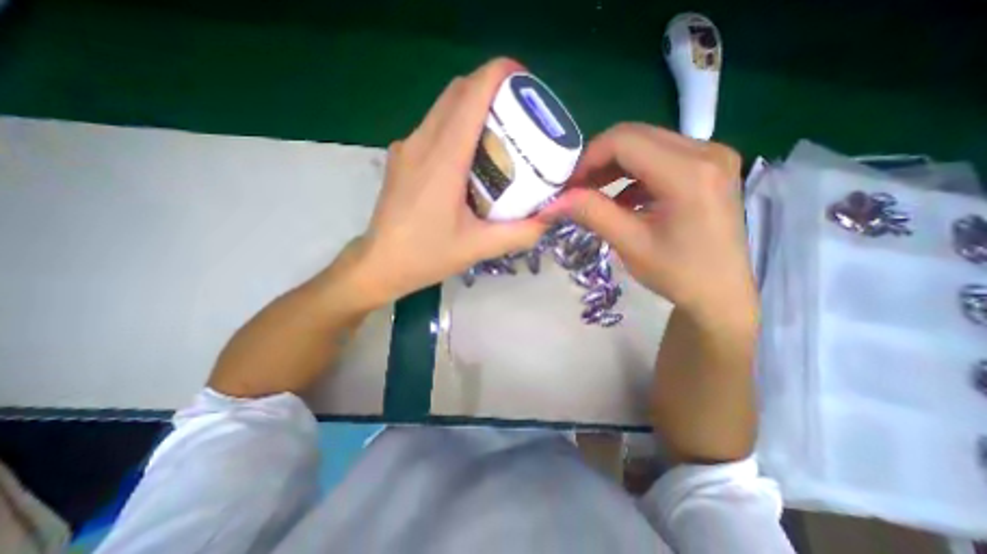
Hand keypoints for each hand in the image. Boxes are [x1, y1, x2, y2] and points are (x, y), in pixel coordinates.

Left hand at [346, 59, 547, 309]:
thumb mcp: (479, 248)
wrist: (380, 264)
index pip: (471, 95)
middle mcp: (421, 142)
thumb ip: (520, 233)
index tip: (525, 82)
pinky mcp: (401, 158)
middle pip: (457, 92)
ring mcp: (406, 148)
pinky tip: (469, 155)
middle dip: (490, 89)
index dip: (499, 75)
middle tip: (519, 113)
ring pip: (443, 107)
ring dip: (472, 107)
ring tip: (498, 133)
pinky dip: (456, 125)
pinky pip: (432, 126)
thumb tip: (548, 218)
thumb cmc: (427, 255)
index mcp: (443, 159)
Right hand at [548, 122, 756, 323]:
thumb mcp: (629, 243)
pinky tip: (621, 199)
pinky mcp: (708, 167)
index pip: (624, 141)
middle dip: (597, 161)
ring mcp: (711, 156)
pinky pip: (659, 157)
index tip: (567, 186)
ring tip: (592, 193)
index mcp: (688, 172)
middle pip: (634, 136)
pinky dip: (632, 174)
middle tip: (575, 189)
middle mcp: (705, 151)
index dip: (588, 159)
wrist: (721, 293)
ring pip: (645, 144)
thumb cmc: (677, 274)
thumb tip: (553, 202)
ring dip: (613, 166)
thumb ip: (591, 213)